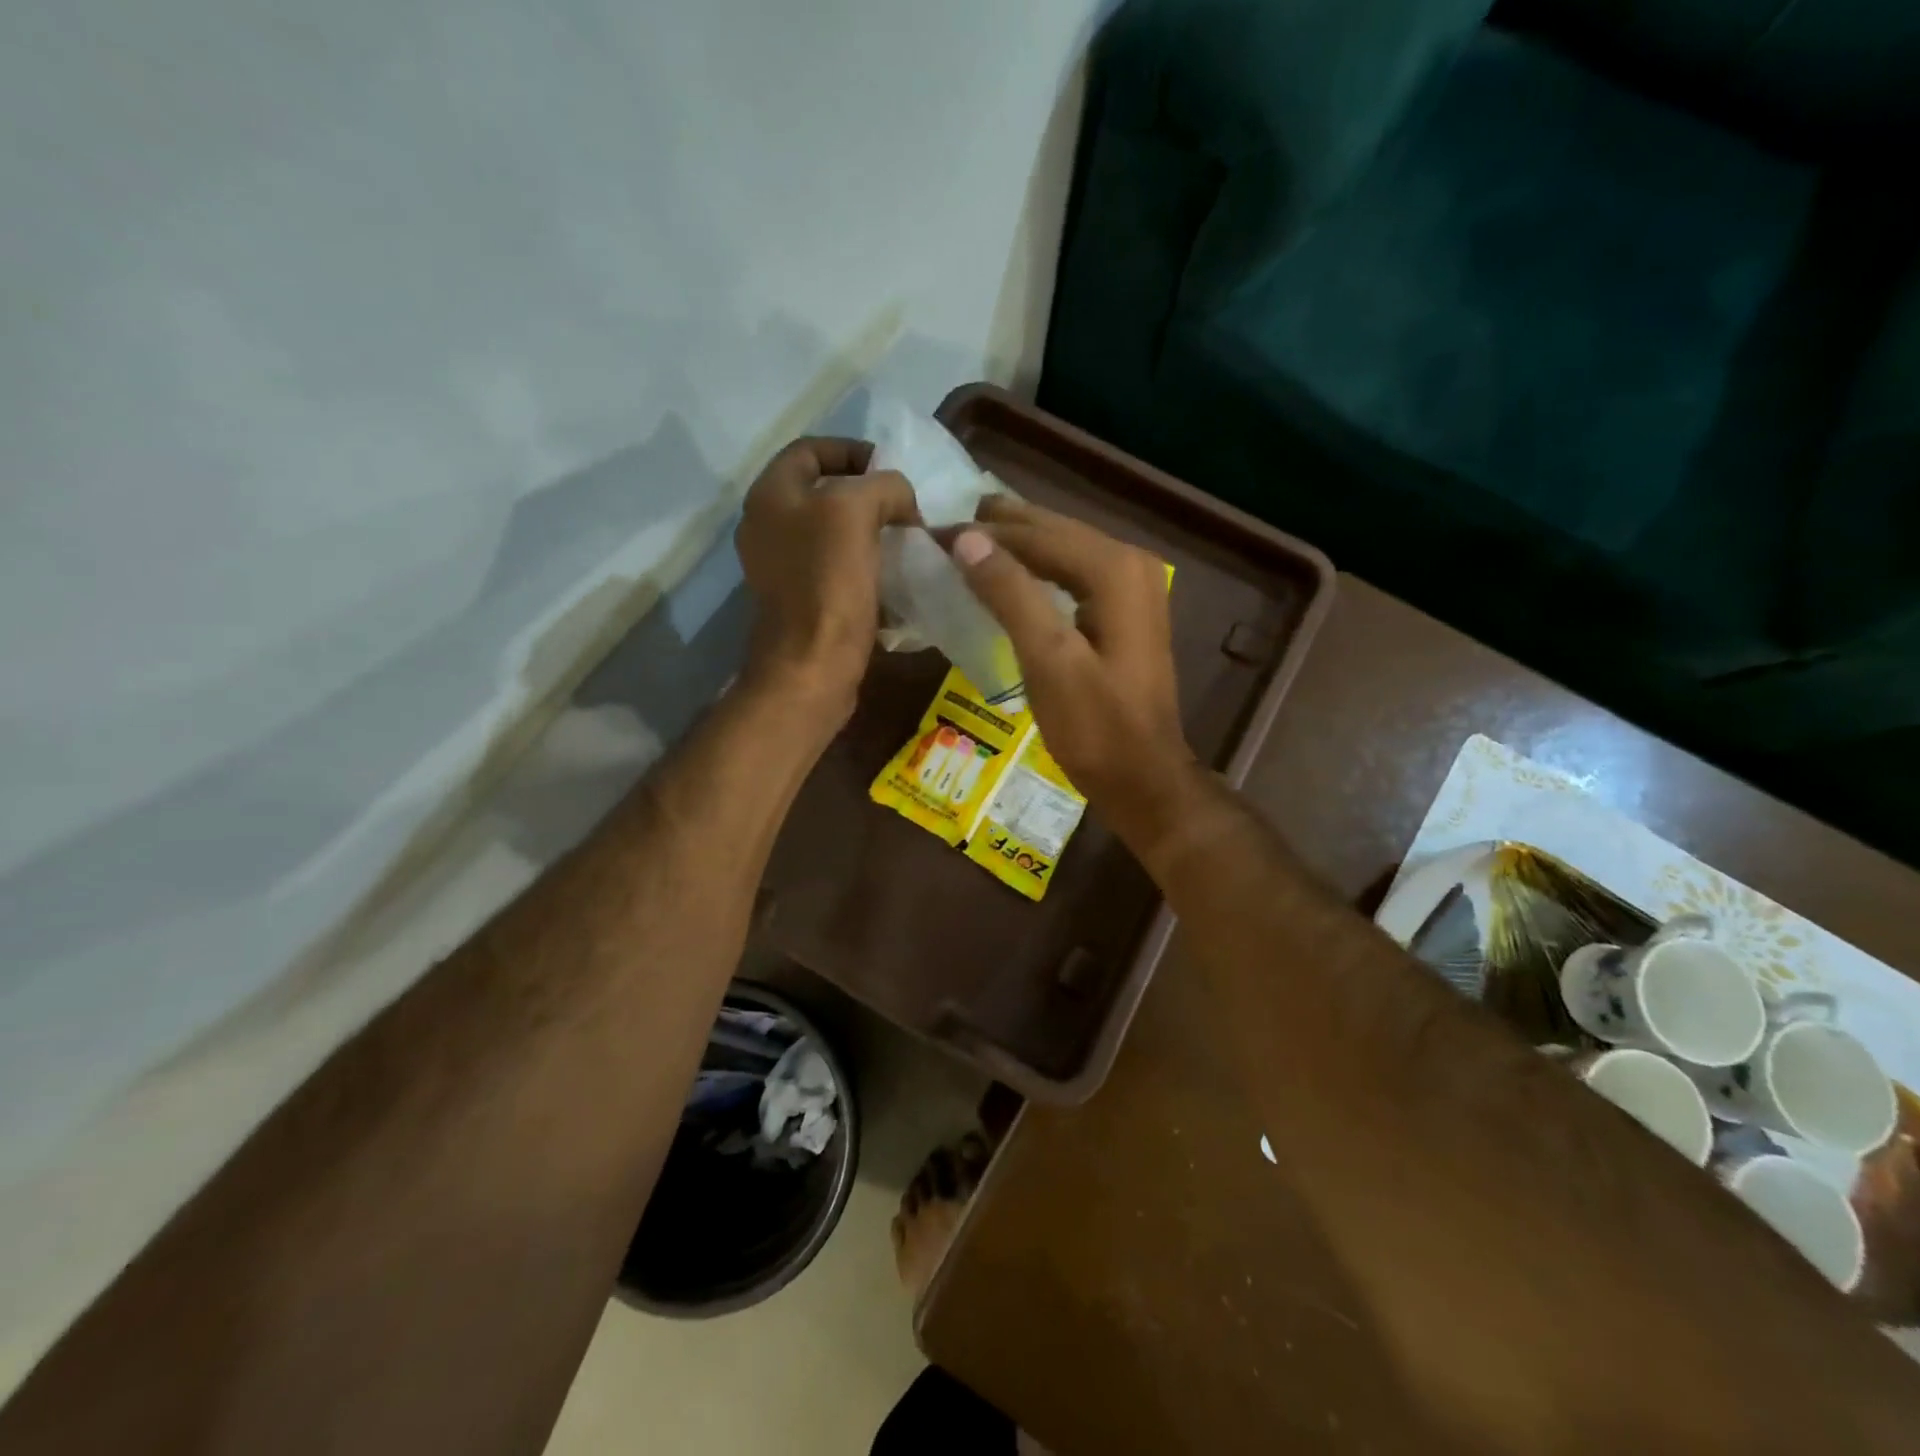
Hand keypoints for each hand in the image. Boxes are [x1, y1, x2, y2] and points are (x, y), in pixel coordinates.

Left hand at [735, 437, 917, 719]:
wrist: (812, 664)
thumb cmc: (828, 581)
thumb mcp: (857, 510)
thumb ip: (883, 486)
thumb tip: (901, 503)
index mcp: (771, 495)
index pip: (811, 449)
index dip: (854, 450)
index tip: (893, 470)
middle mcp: (768, 526)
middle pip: (822, 492)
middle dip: (867, 494)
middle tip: (904, 507)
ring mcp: (782, 566)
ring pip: (832, 532)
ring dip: (869, 531)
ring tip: (905, 540)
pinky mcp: (801, 600)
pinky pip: (836, 567)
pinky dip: (864, 564)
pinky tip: (892, 574)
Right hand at [948, 496, 1200, 849]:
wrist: (1144, 778)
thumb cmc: (1094, 727)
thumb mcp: (1048, 660)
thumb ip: (1010, 594)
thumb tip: (966, 538)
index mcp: (1114, 570)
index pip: (1038, 535)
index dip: (983, 533)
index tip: (933, 533)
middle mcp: (1130, 564)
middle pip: (1055, 533)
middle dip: (1000, 529)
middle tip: (943, 526)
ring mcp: (1134, 587)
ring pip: (1064, 551)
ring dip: (1017, 546)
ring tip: (968, 542)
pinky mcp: (1127, 612)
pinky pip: (1075, 574)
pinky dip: (1039, 571)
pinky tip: (1011, 576)